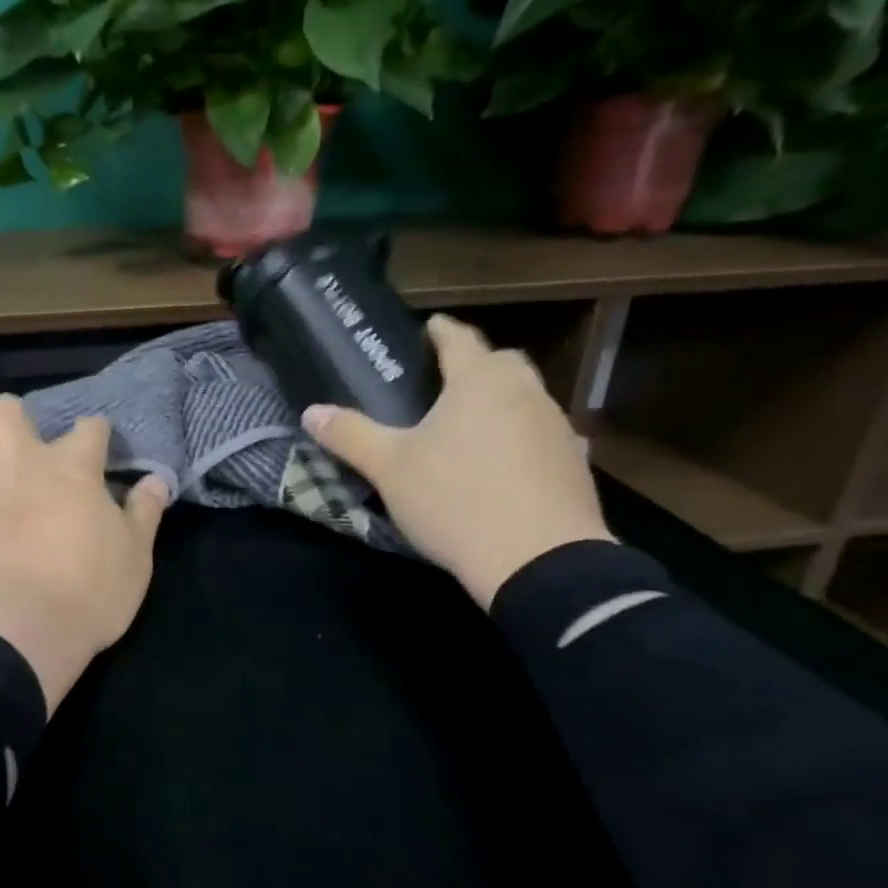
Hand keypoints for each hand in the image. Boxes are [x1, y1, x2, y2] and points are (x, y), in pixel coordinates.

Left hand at [0, 395, 170, 714]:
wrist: (12, 637)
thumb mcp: (135, 558)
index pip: (90, 427)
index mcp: (70, 468)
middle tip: (26, 450)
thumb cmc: (87, 595)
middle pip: (5, 410)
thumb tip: (157, 480)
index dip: (98, 434)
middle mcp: (17, 465)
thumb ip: (144, 513)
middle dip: (14, 418)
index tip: (101, 451)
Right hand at [302, 315, 613, 609]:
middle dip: (476, 364)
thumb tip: (311, 412)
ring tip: (471, 424)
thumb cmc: (455, 499)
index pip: (460, 340)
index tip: (429, 326)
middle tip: (446, 379)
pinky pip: (543, 437)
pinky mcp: (575, 466)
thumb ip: (350, 435)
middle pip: (502, 363)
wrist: (539, 561)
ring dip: (501, 402)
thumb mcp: (389, 468)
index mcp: (480, 381)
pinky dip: (522, 439)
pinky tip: (505, 464)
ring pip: (527, 399)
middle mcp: (525, 393)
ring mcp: (557, 428)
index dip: (440, 331)